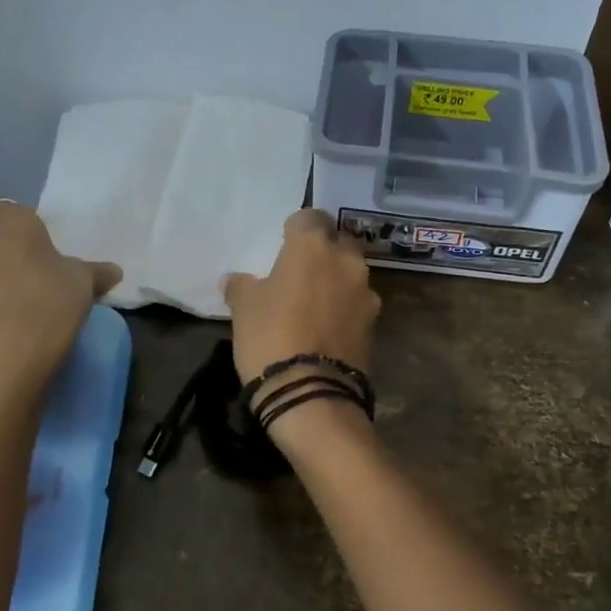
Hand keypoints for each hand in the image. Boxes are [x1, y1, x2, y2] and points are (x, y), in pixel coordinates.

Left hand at [0, 203, 120, 390]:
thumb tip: (114, 271)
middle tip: (6, 253)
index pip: (6, 208)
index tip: (38, 239)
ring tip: (13, 292)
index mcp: (12, 227)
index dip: (19, 221)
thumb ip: (96, 273)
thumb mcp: (85, 284)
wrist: (14, 353)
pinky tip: (10, 317)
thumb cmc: (52, 301)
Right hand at [223, 209, 379, 389]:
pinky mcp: (375, 324)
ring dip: (336, 280)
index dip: (296, 227)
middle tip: (300, 270)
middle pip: (338, 241)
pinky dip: (345, 307)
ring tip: (315, 300)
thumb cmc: (270, 337)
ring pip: (351, 273)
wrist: (311, 394)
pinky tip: (328, 325)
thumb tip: (235, 279)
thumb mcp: (243, 309)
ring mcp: (366, 293)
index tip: (284, 242)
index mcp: (313, 246)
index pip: (310, 216)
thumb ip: (241, 285)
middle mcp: (346, 261)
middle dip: (323, 250)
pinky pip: (357, 303)